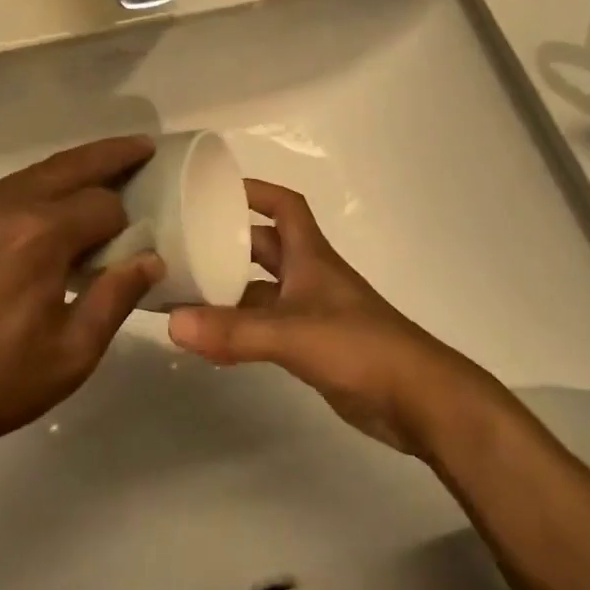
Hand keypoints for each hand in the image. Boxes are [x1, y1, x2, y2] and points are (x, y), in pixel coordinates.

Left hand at [0, 136, 163, 462]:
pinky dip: (29, 194)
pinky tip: (36, 218)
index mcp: (38, 234)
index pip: (102, 206)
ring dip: (68, 171)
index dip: (126, 224)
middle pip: (68, 166)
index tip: (135, 246)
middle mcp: (2, 206)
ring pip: (30, 176)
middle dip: (110, 155)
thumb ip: (116, 298)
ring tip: (97, 172)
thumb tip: (150, 259)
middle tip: (142, 146)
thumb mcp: (71, 354)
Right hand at [167, 180, 476, 454]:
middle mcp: (309, 276)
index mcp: (309, 255)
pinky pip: (268, 327)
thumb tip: (171, 323)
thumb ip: (234, 331)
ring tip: (185, 295)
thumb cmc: (359, 346)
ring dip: (230, 290)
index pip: (284, 205)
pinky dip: (241, 328)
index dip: (254, 191)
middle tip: (183, 247)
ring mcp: (312, 312)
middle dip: (228, 242)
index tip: (215, 190)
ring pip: (262, 290)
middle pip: (264, 247)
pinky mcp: (313, 346)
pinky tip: (212, 341)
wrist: (417, 399)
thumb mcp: (291, 333)